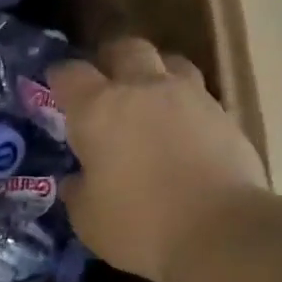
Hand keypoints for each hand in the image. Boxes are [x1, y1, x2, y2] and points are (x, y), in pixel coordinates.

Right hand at [50, 38, 267, 281]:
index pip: (70, 74)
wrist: (222, 233)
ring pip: (171, 63)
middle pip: (126, 49)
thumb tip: (77, 179)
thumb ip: (79, 191)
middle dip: (112, 59)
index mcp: (98, 109)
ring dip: (157, 74)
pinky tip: (185, 131)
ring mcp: (190, 97)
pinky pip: (200, 96)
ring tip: (152, 98)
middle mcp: (143, 89)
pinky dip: (187, 106)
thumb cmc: (140, 225)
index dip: (60, 78)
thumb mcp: (88, 219)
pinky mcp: (225, 116)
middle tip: (107, 82)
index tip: (56, 89)